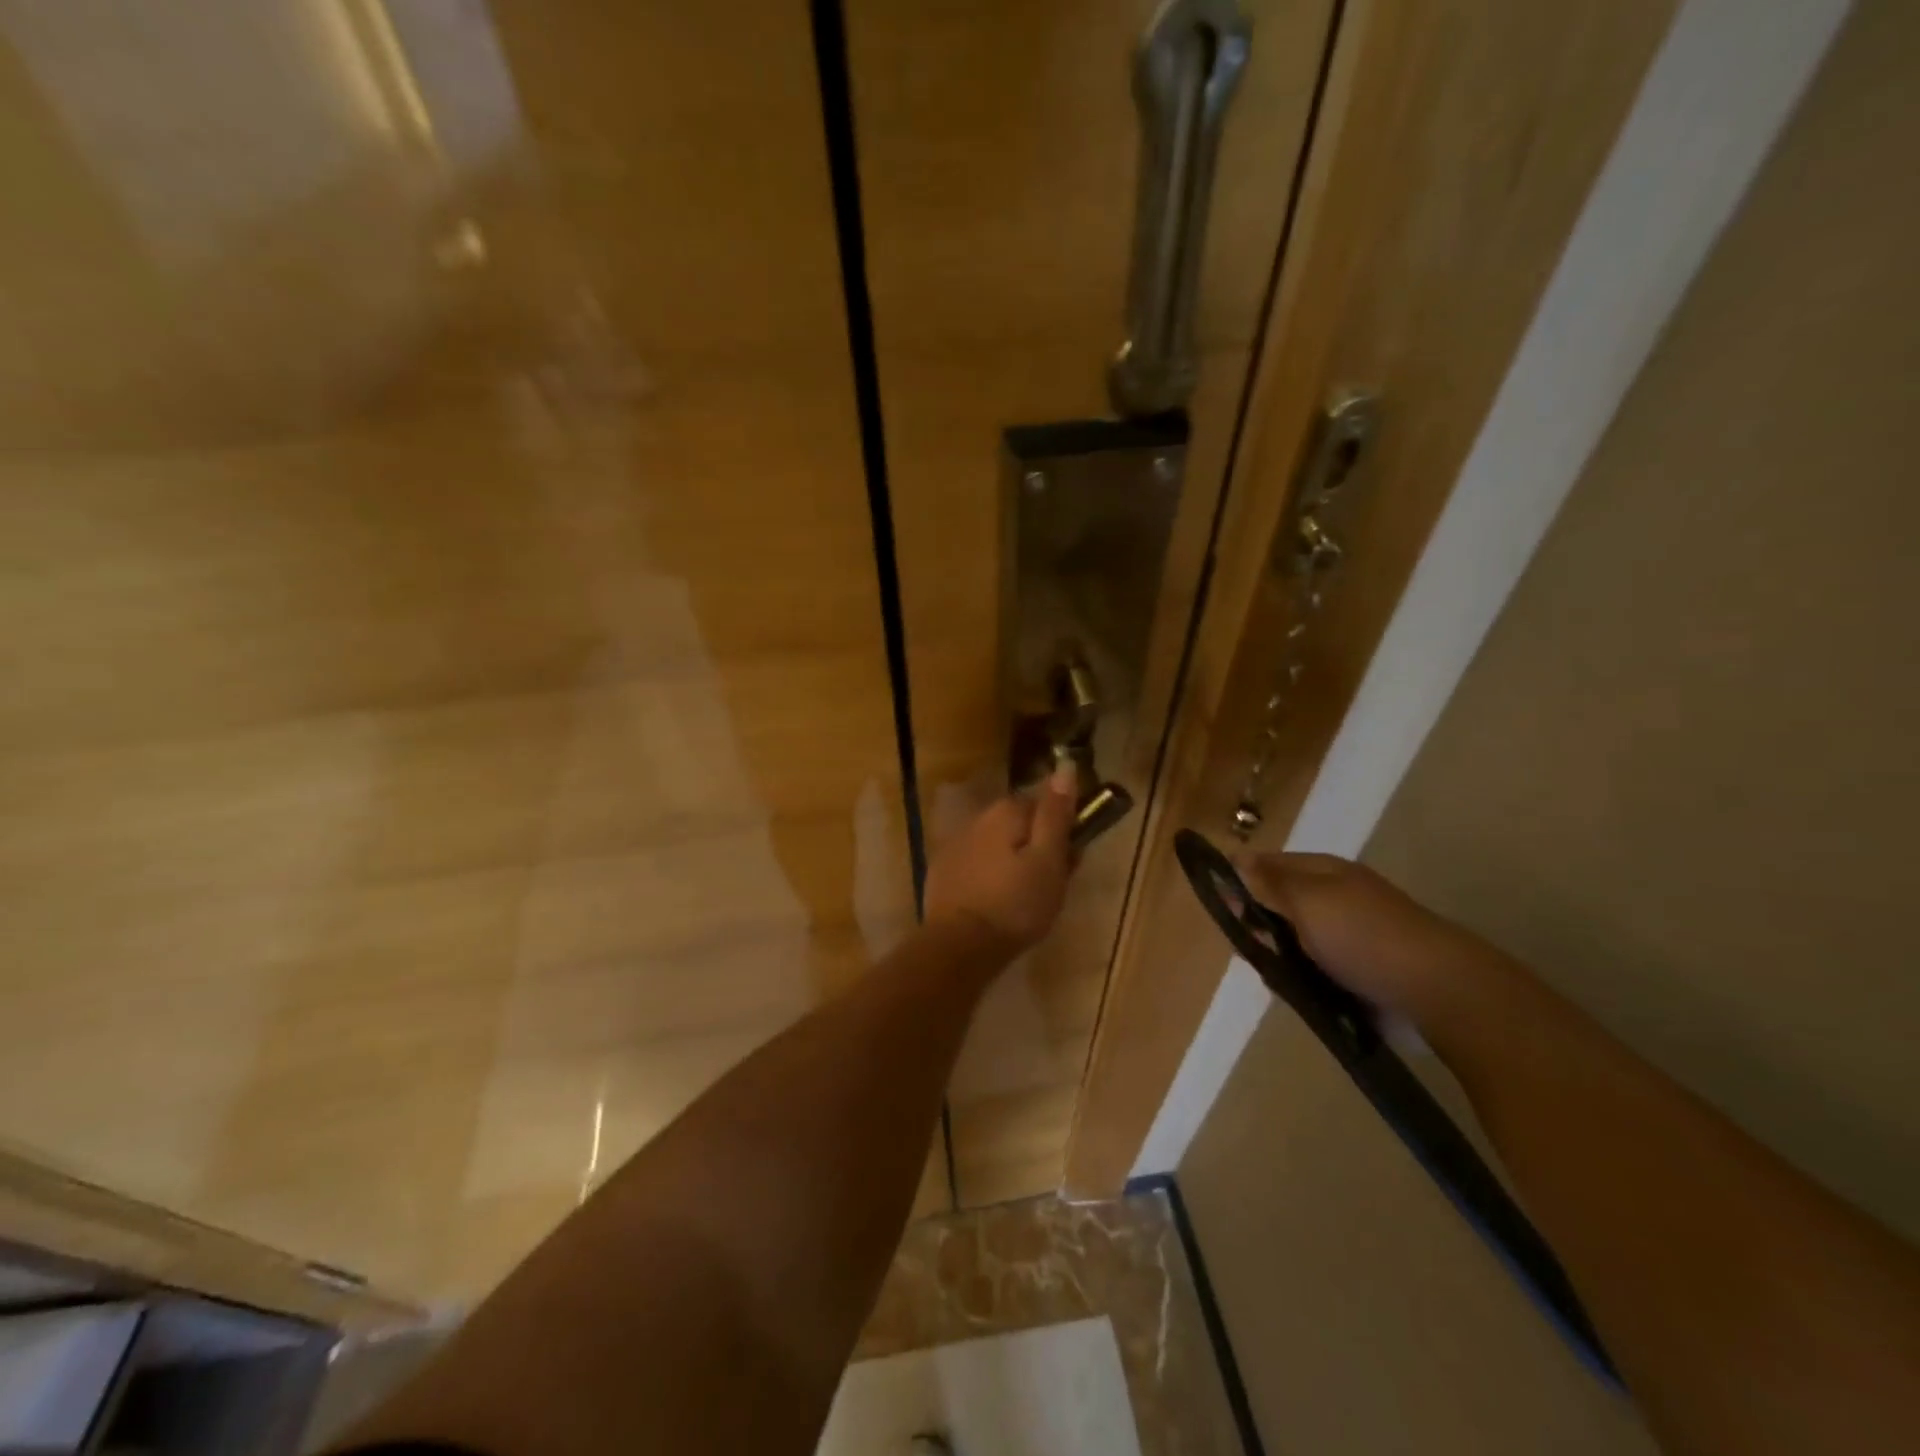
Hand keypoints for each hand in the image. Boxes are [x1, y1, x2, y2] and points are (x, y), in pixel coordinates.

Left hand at [923, 763, 1077, 951]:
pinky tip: (995, 903)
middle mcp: (977, 817)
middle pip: (1020, 825)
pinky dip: (990, 877)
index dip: (1062, 832)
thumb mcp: (1048, 860)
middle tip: (1051, 885)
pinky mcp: (942, 871)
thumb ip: (1056, 814)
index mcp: (1006, 811)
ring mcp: (955, 843)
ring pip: (998, 845)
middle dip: (1037, 847)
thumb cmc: (1015, 904)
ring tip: (1024, 899)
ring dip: (1013, 862)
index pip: (1044, 805)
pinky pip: (978, 864)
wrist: (960, 945)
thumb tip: (1065, 766)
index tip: (1070, 861)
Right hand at [1235, 852, 1498, 1019]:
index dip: (1243, 880)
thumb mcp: (1306, 900)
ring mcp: (1352, 937)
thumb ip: (1268, 882)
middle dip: (1260, 925)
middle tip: (1249, 946)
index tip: (1221, 906)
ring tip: (1275, 978)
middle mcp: (1338, 898)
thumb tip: (1236, 857)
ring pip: (1296, 943)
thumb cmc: (1362, 935)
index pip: (1271, 864)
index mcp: (1326, 872)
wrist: (1436, 991)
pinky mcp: (1362, 973)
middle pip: (1281, 905)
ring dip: (1280, 958)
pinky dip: (1303, 983)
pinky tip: (1297, 995)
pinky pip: (1317, 973)